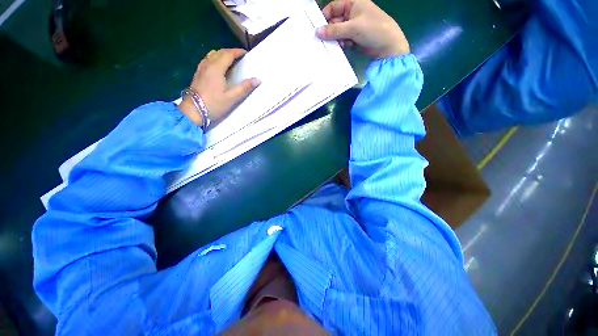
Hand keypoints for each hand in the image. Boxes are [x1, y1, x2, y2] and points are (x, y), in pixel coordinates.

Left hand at [179, 48, 259, 125]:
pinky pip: (207, 60)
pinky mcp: (198, 73)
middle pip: (220, 52)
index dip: (237, 52)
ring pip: (212, 55)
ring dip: (222, 54)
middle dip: (231, 52)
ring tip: (230, 61)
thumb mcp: (232, 98)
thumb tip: (257, 80)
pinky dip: (215, 58)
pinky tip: (218, 67)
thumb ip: (244, 88)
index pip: (228, 54)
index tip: (246, 53)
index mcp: (216, 68)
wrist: (193, 111)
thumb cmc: (214, 104)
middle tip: (240, 57)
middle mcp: (208, 64)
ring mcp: (201, 68)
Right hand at [316, 0, 409, 58]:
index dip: (325, 16)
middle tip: (321, 41)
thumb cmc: (374, 29)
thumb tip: (317, 32)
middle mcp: (352, 14)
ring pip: (338, 32)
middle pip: (335, 21)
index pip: (334, 7)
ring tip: (331, 46)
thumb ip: (334, 30)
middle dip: (329, 30)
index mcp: (353, 3)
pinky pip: (343, 41)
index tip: (317, 28)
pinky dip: (341, 45)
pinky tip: (341, 48)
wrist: (388, 47)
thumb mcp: (353, 27)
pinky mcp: (355, 39)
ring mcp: (353, 28)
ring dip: (335, 39)